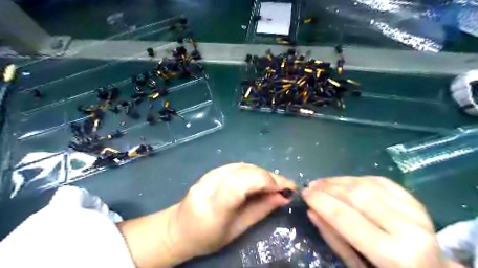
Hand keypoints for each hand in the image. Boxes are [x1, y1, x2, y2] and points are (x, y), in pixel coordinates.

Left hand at [167, 163, 295, 259]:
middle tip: (286, 188)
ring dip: (263, 173)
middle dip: (269, 177)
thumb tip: (283, 197)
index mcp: (212, 206)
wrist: (180, 227)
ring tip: (275, 185)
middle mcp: (209, 185)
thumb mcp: (236, 231)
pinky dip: (254, 171)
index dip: (265, 182)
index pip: (239, 184)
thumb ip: (260, 211)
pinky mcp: (212, 171)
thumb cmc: (208, 237)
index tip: (285, 189)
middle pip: (245, 171)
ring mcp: (209, 175)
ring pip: (243, 166)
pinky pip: (238, 166)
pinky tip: (260, 180)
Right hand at [302, 177, 462, 267]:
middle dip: (328, 187)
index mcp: (394, 254)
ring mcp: (415, 211)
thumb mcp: (356, 265)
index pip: (346, 217)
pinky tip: (344, 182)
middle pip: (356, 195)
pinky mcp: (415, 201)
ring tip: (322, 182)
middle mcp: (408, 228)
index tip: (304, 193)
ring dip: (339, 180)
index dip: (320, 201)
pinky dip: (357, 179)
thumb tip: (312, 211)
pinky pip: (380, 181)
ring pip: (366, 184)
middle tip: (311, 185)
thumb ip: (333, 237)